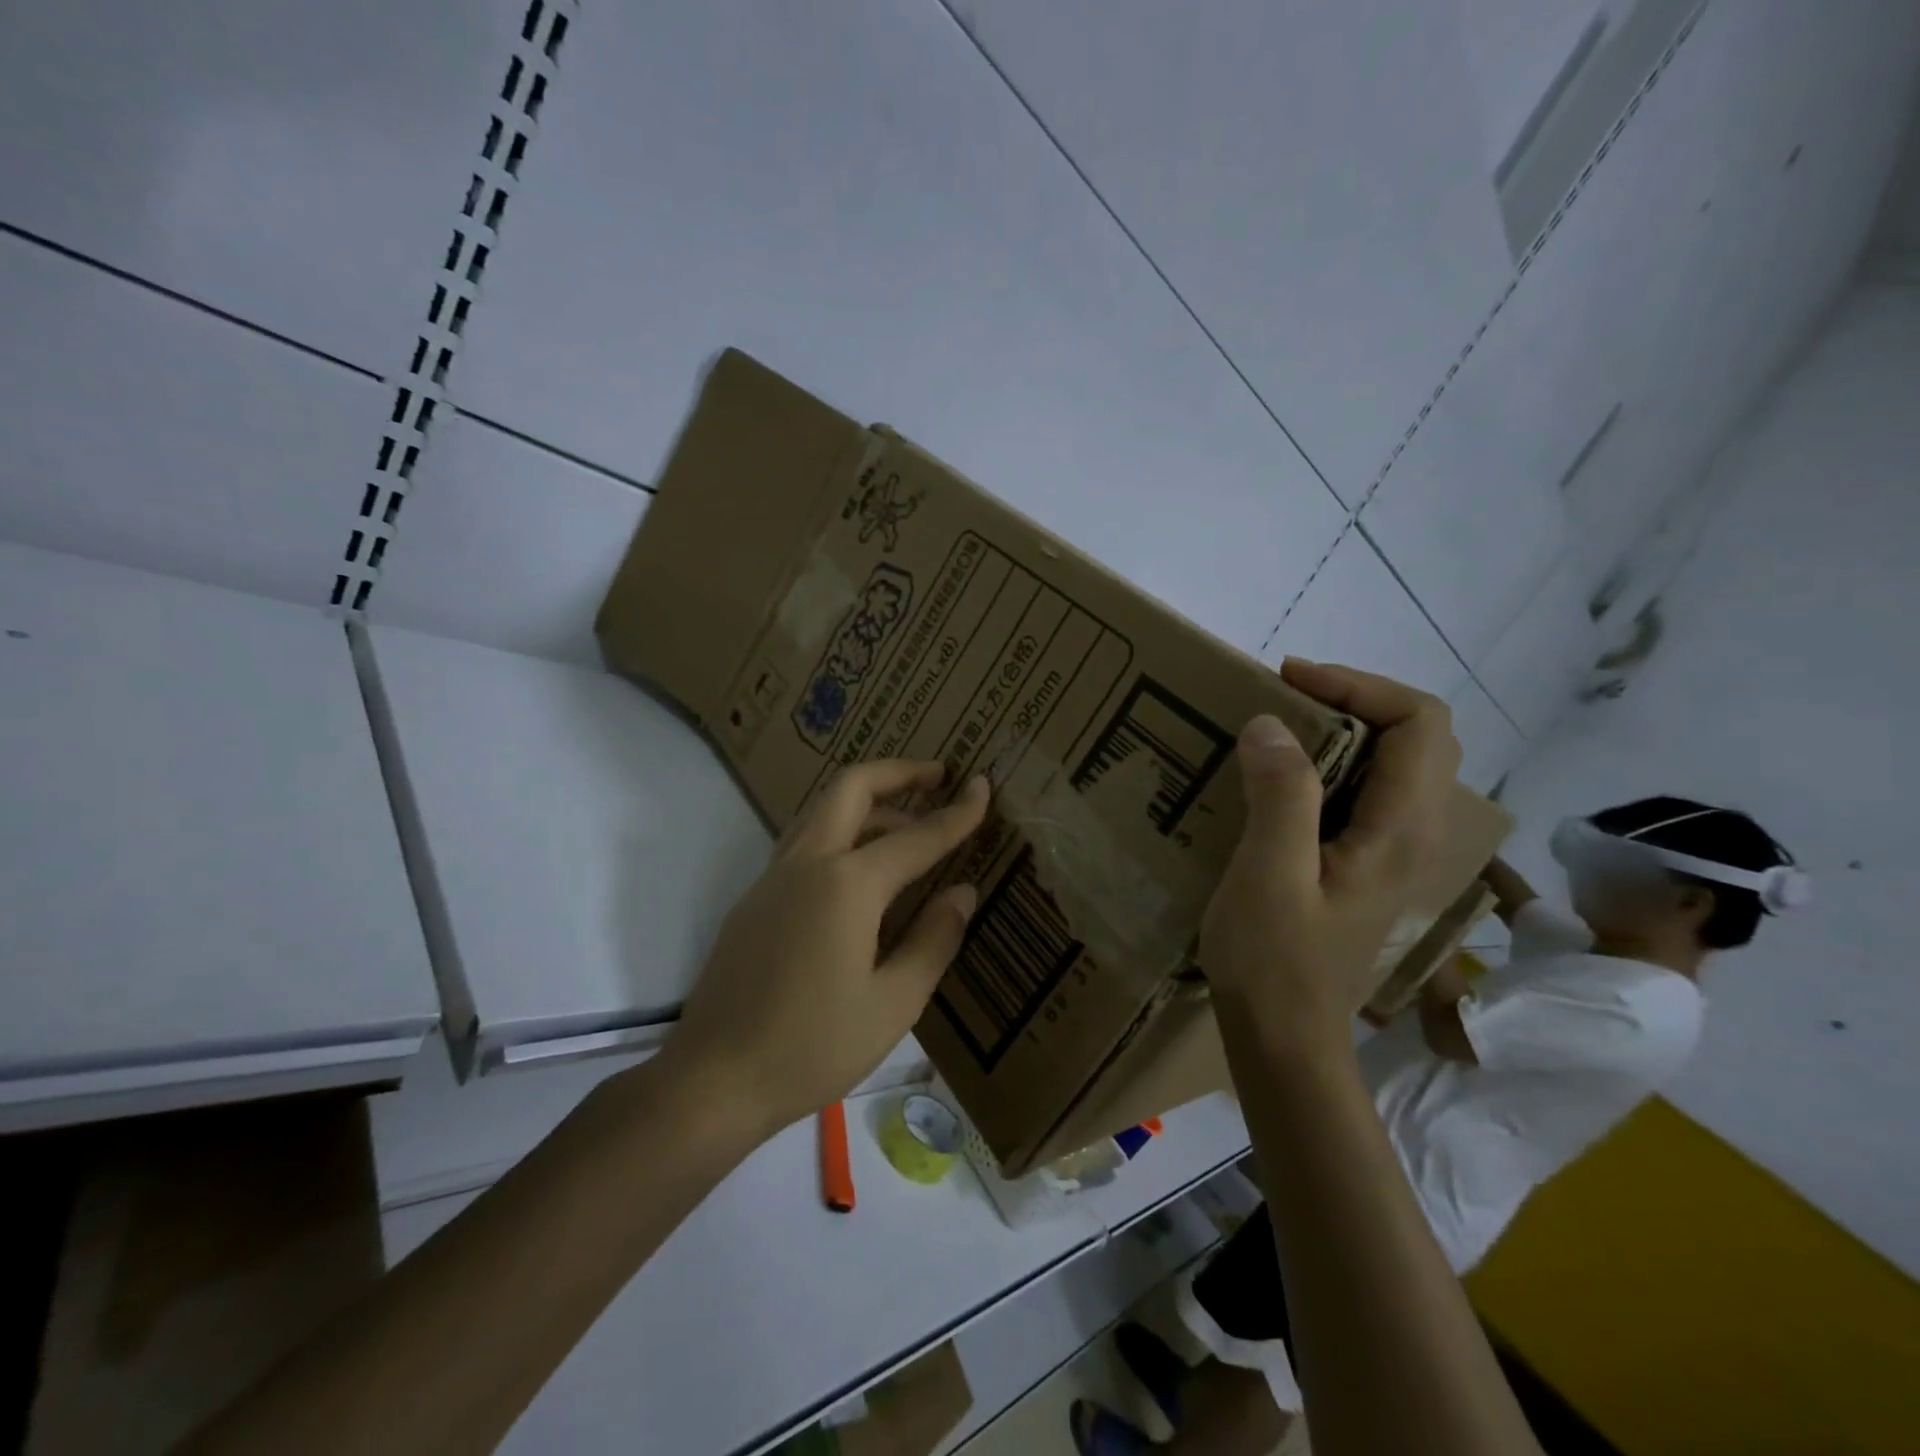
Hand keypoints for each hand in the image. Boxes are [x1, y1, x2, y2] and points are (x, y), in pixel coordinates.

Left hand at [662, 760, 989, 1138]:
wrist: (713, 1080)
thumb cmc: (813, 1047)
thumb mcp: (893, 1003)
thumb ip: (933, 940)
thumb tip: (962, 892)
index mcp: (848, 885)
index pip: (917, 837)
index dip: (957, 812)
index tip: (982, 786)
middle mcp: (808, 864)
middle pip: (852, 788)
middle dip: (898, 772)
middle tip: (937, 775)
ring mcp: (773, 878)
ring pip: (823, 811)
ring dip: (868, 802)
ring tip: (907, 823)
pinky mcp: (754, 899)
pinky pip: (805, 843)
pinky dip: (841, 832)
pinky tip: (862, 872)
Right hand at [1200, 660, 1460, 1048]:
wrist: (1285, 1041)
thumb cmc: (1275, 961)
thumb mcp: (1269, 874)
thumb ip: (1280, 796)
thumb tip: (1270, 724)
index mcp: (1399, 830)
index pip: (1419, 723)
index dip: (1359, 686)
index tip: (1289, 682)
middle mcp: (1415, 835)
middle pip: (1419, 737)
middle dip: (1355, 700)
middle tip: (1284, 699)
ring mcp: (1394, 854)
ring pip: (1396, 764)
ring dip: (1344, 731)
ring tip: (1278, 731)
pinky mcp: (1368, 868)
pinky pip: (1367, 794)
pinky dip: (1332, 766)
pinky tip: (1281, 783)